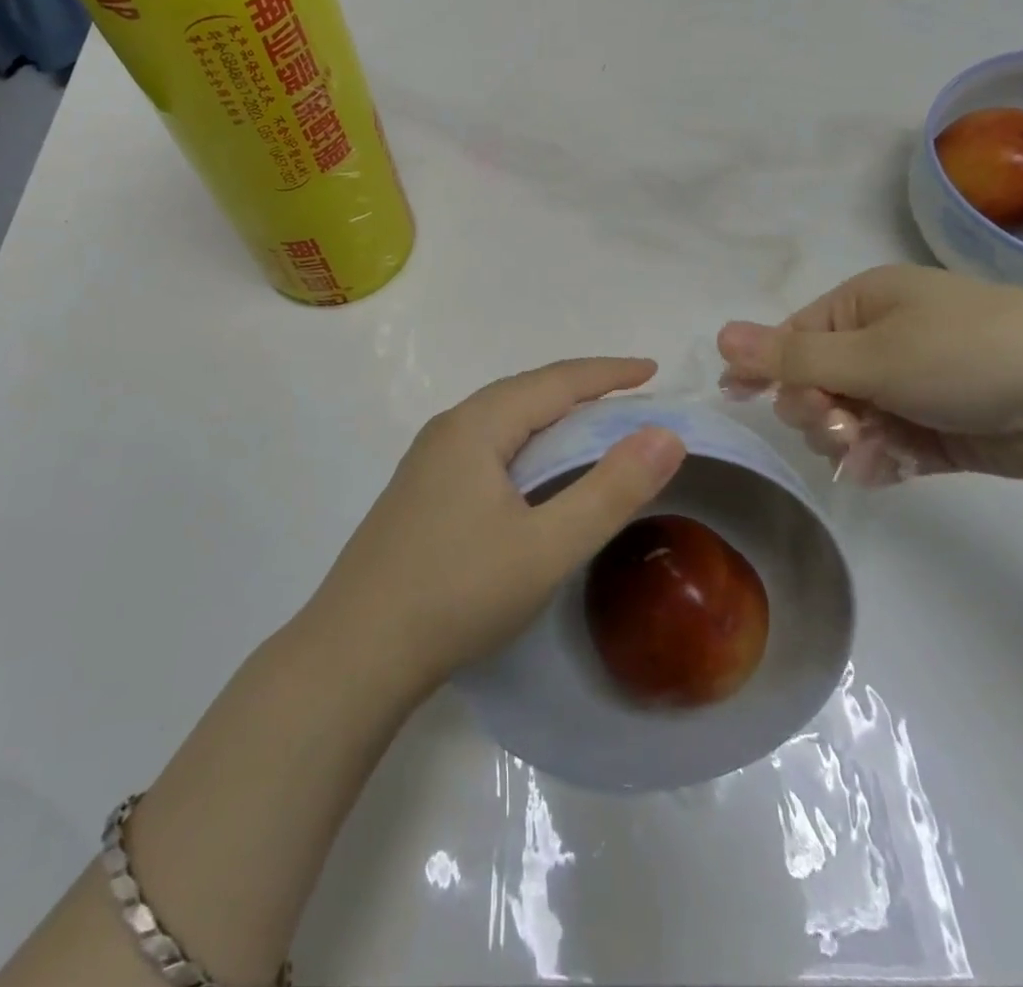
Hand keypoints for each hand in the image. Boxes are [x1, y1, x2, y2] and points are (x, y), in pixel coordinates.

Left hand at [309, 358, 686, 692]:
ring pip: (501, 420)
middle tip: (630, 398)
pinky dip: (524, 444)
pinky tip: (533, 472)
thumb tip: (666, 434)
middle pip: (524, 392)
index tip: (653, 370)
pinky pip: (485, 446)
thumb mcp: (547, 547)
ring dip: (550, 416)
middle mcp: (448, 429)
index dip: (608, 373)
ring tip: (591, 427)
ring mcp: (427, 461)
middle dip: (581, 390)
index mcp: (476, 426)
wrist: (356, 652)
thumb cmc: (457, 593)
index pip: (555, 382)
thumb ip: (610, 490)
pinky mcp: (420, 492)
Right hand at [717, 265, 1022, 485]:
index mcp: (865, 304)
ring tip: (869, 451)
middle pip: (815, 382)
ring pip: (848, 420)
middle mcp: (885, 340)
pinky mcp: (940, 428)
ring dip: (846, 440)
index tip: (739, 398)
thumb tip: (721, 336)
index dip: (765, 368)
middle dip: (814, 409)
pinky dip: (880, 461)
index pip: (792, 337)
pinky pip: (886, 447)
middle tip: (835, 425)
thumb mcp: (871, 355)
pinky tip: (884, 471)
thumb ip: (791, 357)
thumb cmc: (968, 356)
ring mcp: (913, 386)